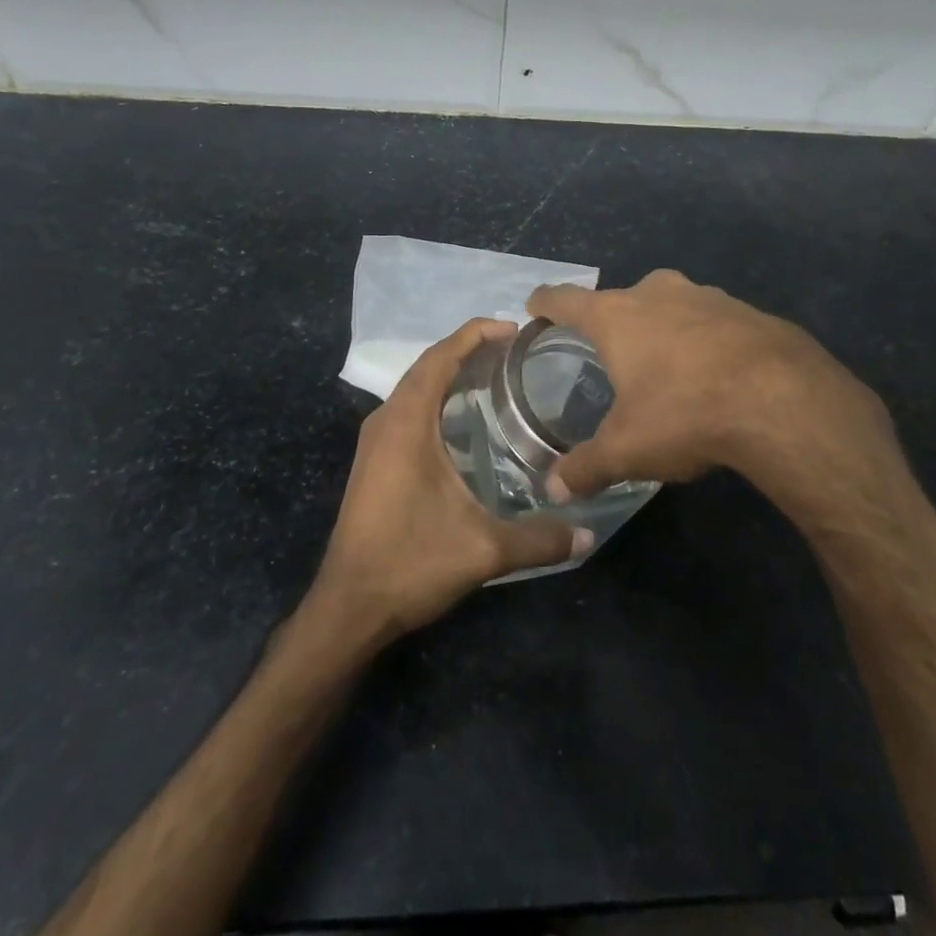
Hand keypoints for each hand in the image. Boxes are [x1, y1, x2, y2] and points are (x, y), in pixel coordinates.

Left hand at [309, 319, 589, 643]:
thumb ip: (539, 539)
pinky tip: (465, 421)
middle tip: (513, 351)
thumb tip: (587, 536)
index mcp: (406, 423)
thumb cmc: (410, 563)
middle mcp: (386, 422)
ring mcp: (375, 442)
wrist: (349, 607)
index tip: (513, 328)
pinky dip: (437, 399)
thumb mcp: (483, 551)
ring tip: (495, 376)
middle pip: (426, 366)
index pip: (439, 358)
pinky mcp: (374, 462)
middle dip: (467, 350)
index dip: (474, 335)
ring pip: (415, 388)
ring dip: (450, 373)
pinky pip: (408, 411)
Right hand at [528, 270, 902, 513]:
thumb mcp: (628, 449)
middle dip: (611, 320)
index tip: (535, 307)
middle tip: (608, 352)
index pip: (565, 299)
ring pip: (671, 304)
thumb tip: (553, 490)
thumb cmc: (686, 413)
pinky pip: (713, 320)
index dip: (545, 303)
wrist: (784, 400)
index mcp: (617, 316)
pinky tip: (716, 372)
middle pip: (622, 298)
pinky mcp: (749, 310)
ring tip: (664, 363)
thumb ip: (586, 467)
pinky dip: (704, 338)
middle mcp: (658, 293)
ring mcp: (707, 296)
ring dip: (662, 325)